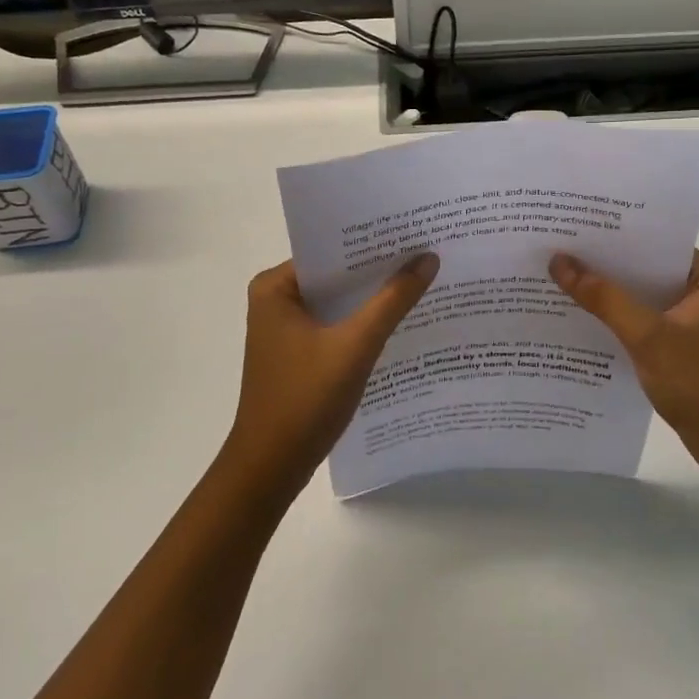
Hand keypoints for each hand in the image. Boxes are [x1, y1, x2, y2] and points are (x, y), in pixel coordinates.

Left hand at [225, 254, 439, 493]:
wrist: (271, 468)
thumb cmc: (305, 399)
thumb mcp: (355, 345)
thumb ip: (392, 301)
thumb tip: (428, 258)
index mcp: (275, 287)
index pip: (330, 250)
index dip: (372, 242)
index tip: (413, 231)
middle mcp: (276, 300)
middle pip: (336, 275)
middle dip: (377, 269)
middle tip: (426, 251)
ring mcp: (285, 328)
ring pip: (338, 301)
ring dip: (372, 297)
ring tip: (422, 279)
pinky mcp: (298, 353)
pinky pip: (336, 324)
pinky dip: (362, 322)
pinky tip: (399, 320)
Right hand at [549, 249, 698, 474]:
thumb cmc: (695, 381)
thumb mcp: (646, 335)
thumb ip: (603, 297)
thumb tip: (558, 261)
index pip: (655, 242)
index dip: (615, 235)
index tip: (574, 226)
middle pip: (645, 265)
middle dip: (605, 262)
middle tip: (558, 246)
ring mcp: (689, 314)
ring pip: (640, 291)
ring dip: (607, 288)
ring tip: (560, 272)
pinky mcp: (677, 337)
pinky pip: (640, 313)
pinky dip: (615, 312)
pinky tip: (580, 309)